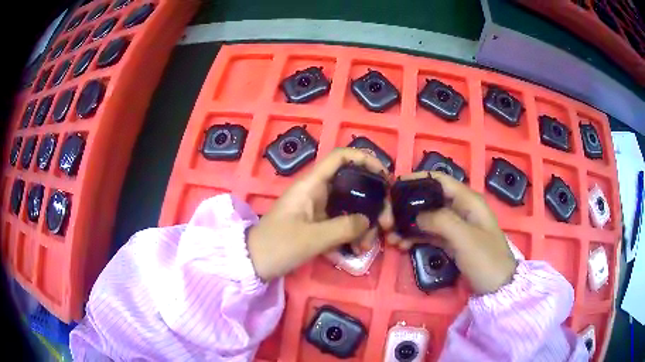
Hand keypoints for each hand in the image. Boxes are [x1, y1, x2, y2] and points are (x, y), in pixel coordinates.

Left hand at [247, 148, 393, 280]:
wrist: (254, 263)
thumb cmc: (277, 246)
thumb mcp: (312, 238)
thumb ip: (344, 227)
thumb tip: (369, 220)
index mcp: (311, 184)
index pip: (340, 157)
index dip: (364, 158)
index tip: (385, 176)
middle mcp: (317, 191)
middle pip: (353, 184)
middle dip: (373, 201)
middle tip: (387, 223)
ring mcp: (318, 208)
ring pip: (350, 206)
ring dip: (365, 223)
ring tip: (369, 245)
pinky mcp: (318, 224)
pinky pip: (342, 222)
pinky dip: (353, 233)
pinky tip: (358, 249)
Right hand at [387, 172, 516, 293]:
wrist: (498, 287)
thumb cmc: (486, 260)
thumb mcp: (465, 239)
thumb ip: (441, 221)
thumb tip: (415, 214)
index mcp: (467, 200)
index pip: (438, 180)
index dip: (416, 180)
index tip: (393, 188)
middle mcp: (459, 208)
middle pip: (428, 199)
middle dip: (406, 207)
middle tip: (387, 220)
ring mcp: (454, 226)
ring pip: (425, 218)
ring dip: (407, 225)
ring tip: (390, 237)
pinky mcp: (450, 241)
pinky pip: (428, 234)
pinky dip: (414, 237)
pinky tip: (401, 245)